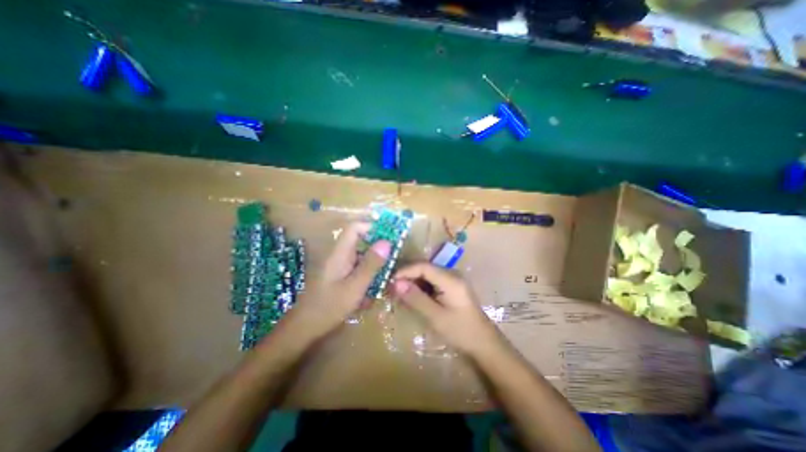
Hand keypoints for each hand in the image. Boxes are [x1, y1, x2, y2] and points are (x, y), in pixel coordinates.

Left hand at [285, 221, 391, 341]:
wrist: (304, 329)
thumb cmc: (329, 307)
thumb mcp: (355, 286)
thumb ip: (371, 264)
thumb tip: (387, 242)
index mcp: (340, 253)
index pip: (355, 228)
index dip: (372, 227)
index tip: (390, 236)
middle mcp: (339, 255)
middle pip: (360, 240)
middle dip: (378, 245)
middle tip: (394, 255)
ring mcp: (339, 266)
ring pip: (361, 254)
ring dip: (375, 260)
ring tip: (389, 271)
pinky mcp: (340, 276)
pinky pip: (358, 267)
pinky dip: (368, 272)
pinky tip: (376, 285)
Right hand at [392, 263, 501, 358]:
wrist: (483, 342)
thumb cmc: (460, 331)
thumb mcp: (435, 316)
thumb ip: (416, 298)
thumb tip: (396, 283)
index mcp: (450, 279)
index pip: (423, 266)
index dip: (405, 270)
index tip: (390, 280)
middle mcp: (452, 274)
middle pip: (425, 267)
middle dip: (408, 275)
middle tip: (391, 287)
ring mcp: (453, 279)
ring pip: (428, 274)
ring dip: (413, 281)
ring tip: (399, 292)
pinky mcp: (452, 286)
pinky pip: (433, 280)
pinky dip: (421, 286)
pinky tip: (413, 295)